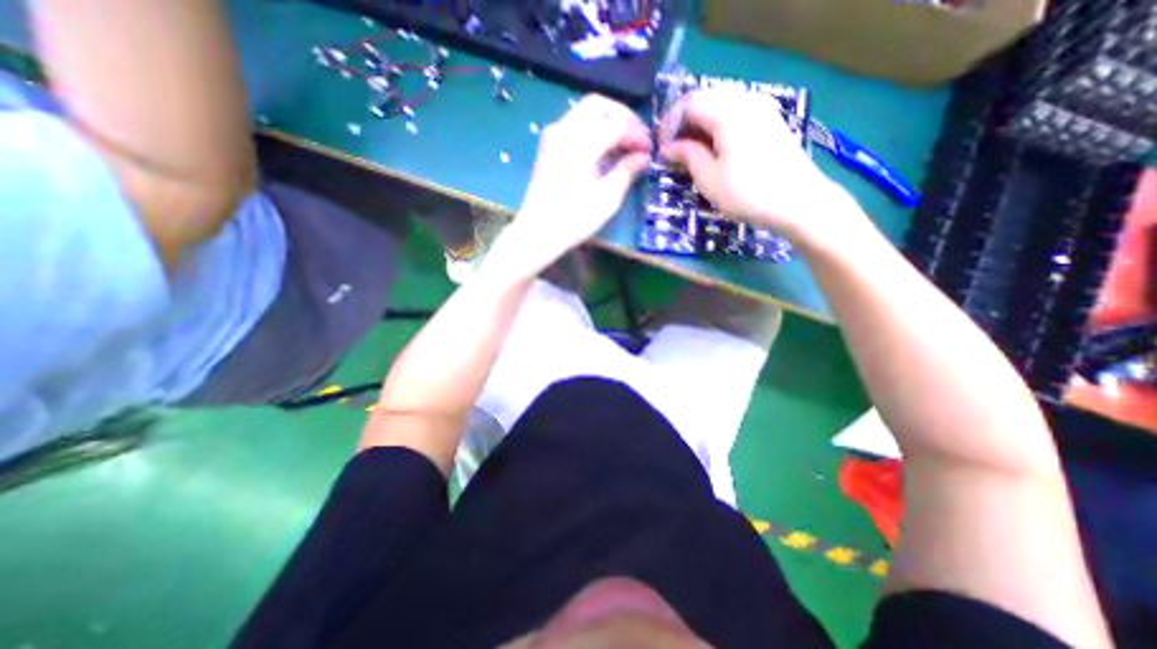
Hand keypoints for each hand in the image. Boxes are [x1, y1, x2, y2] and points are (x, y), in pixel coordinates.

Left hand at [504, 94, 654, 272]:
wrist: (538, 232)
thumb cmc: (575, 219)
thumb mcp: (608, 198)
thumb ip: (627, 170)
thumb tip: (643, 156)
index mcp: (582, 143)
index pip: (617, 123)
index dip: (638, 133)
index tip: (650, 150)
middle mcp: (565, 130)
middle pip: (599, 105)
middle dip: (623, 118)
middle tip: (638, 139)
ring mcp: (553, 135)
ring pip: (585, 111)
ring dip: (608, 121)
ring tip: (623, 145)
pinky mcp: (548, 145)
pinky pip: (574, 124)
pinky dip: (593, 129)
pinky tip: (603, 149)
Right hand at [659, 86, 868, 246]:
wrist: (799, 202)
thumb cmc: (748, 194)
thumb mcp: (709, 179)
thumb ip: (688, 156)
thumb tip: (670, 147)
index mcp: (728, 113)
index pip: (690, 102)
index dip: (670, 123)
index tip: (662, 148)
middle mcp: (746, 101)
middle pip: (706, 97)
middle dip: (685, 122)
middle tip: (674, 149)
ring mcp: (762, 108)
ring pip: (721, 104)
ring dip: (701, 124)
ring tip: (692, 151)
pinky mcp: (771, 120)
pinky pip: (737, 111)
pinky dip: (719, 125)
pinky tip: (715, 148)